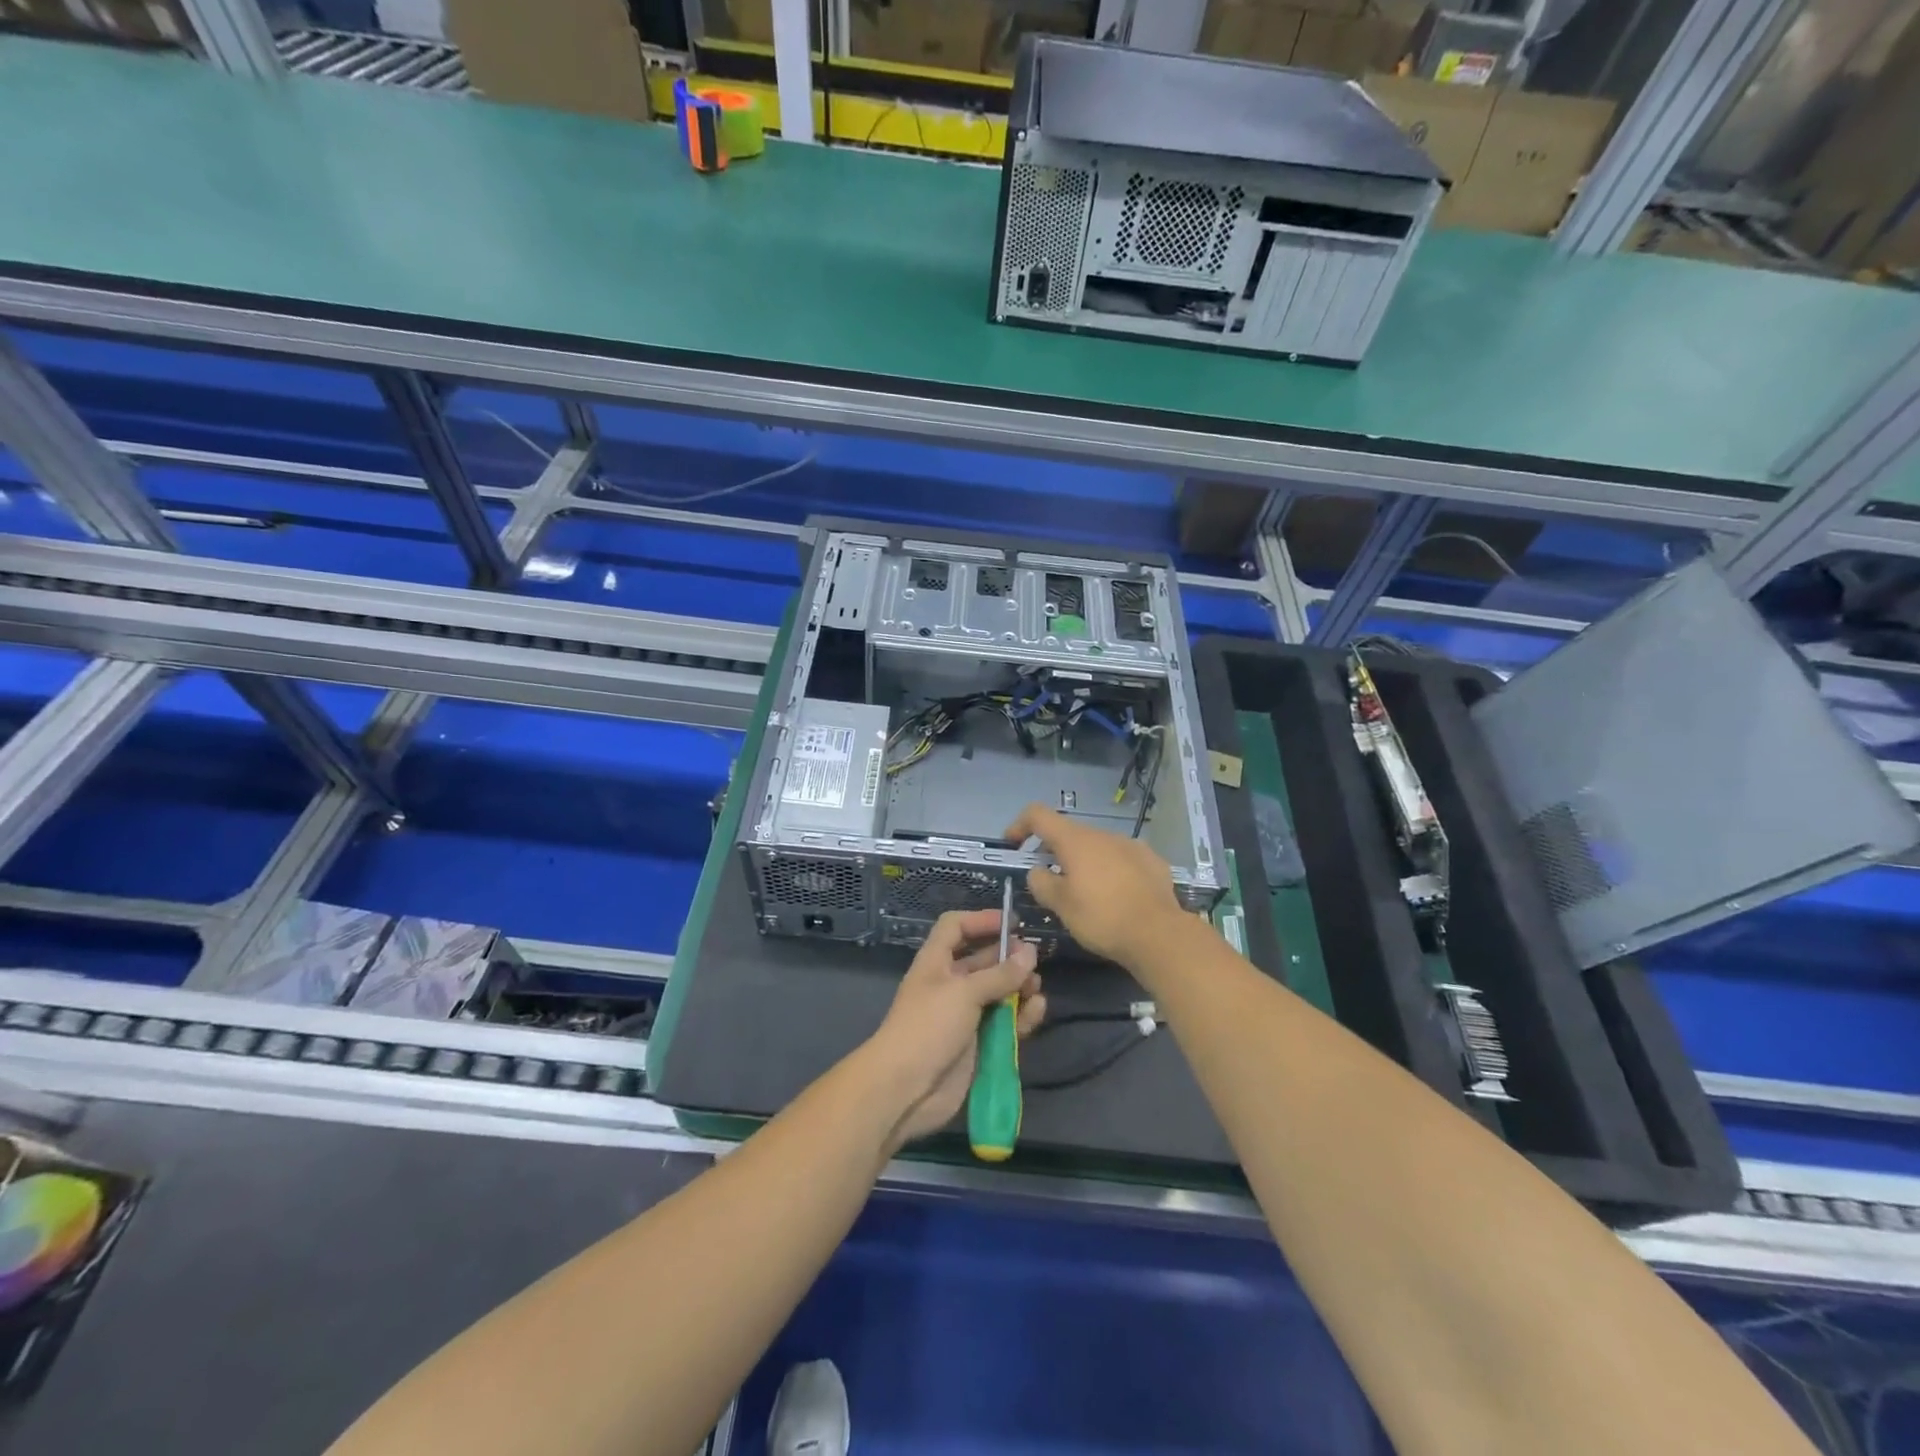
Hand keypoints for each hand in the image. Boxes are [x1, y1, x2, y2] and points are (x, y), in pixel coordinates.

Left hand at [863, 908, 1045, 1151]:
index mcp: (936, 962)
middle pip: (983, 960)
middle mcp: (951, 984)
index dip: (981, 920)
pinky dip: (1022, 1016)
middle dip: (1008, 957)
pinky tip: (1037, 1010)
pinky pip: (1006, 1023)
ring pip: (999, 992)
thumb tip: (1029, 953)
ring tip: (1036, 987)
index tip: (1012, 923)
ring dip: (1019, 987)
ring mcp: (965, 1015)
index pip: (956, 928)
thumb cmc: (928, 1027)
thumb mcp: (963, 992)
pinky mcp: (979, 1043)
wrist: (906, 1089)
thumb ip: (999, 974)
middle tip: (1035, 959)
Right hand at [1005, 803, 1187, 973]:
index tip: (1013, 845)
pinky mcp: (1152, 861)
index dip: (1020, 825)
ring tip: (1085, 893)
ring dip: (1083, 862)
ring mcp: (1131, 845)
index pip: (1038, 815)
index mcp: (1075, 840)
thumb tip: (1038, 871)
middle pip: (1069, 833)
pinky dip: (1110, 870)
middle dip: (1053, 851)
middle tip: (1048, 880)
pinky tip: (1116, 896)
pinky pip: (1121, 859)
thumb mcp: (1061, 905)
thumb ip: (1041, 883)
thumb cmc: (1102, 918)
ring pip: (1097, 847)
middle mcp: (1103, 834)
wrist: (1160, 934)